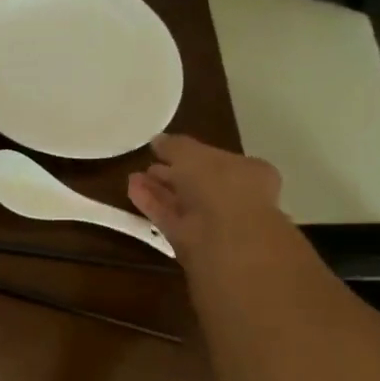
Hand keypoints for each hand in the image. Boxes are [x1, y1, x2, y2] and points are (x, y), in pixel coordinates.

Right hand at [127, 133, 283, 262]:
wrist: (225, 237)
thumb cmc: (219, 185)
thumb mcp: (194, 154)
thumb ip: (175, 146)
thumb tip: (157, 140)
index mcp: (247, 172)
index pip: (217, 160)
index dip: (192, 154)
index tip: (166, 151)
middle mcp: (232, 197)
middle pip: (196, 183)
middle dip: (171, 173)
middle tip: (148, 165)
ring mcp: (211, 221)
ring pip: (180, 201)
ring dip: (157, 189)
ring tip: (133, 176)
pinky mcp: (190, 240)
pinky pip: (168, 217)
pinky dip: (151, 204)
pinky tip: (132, 190)